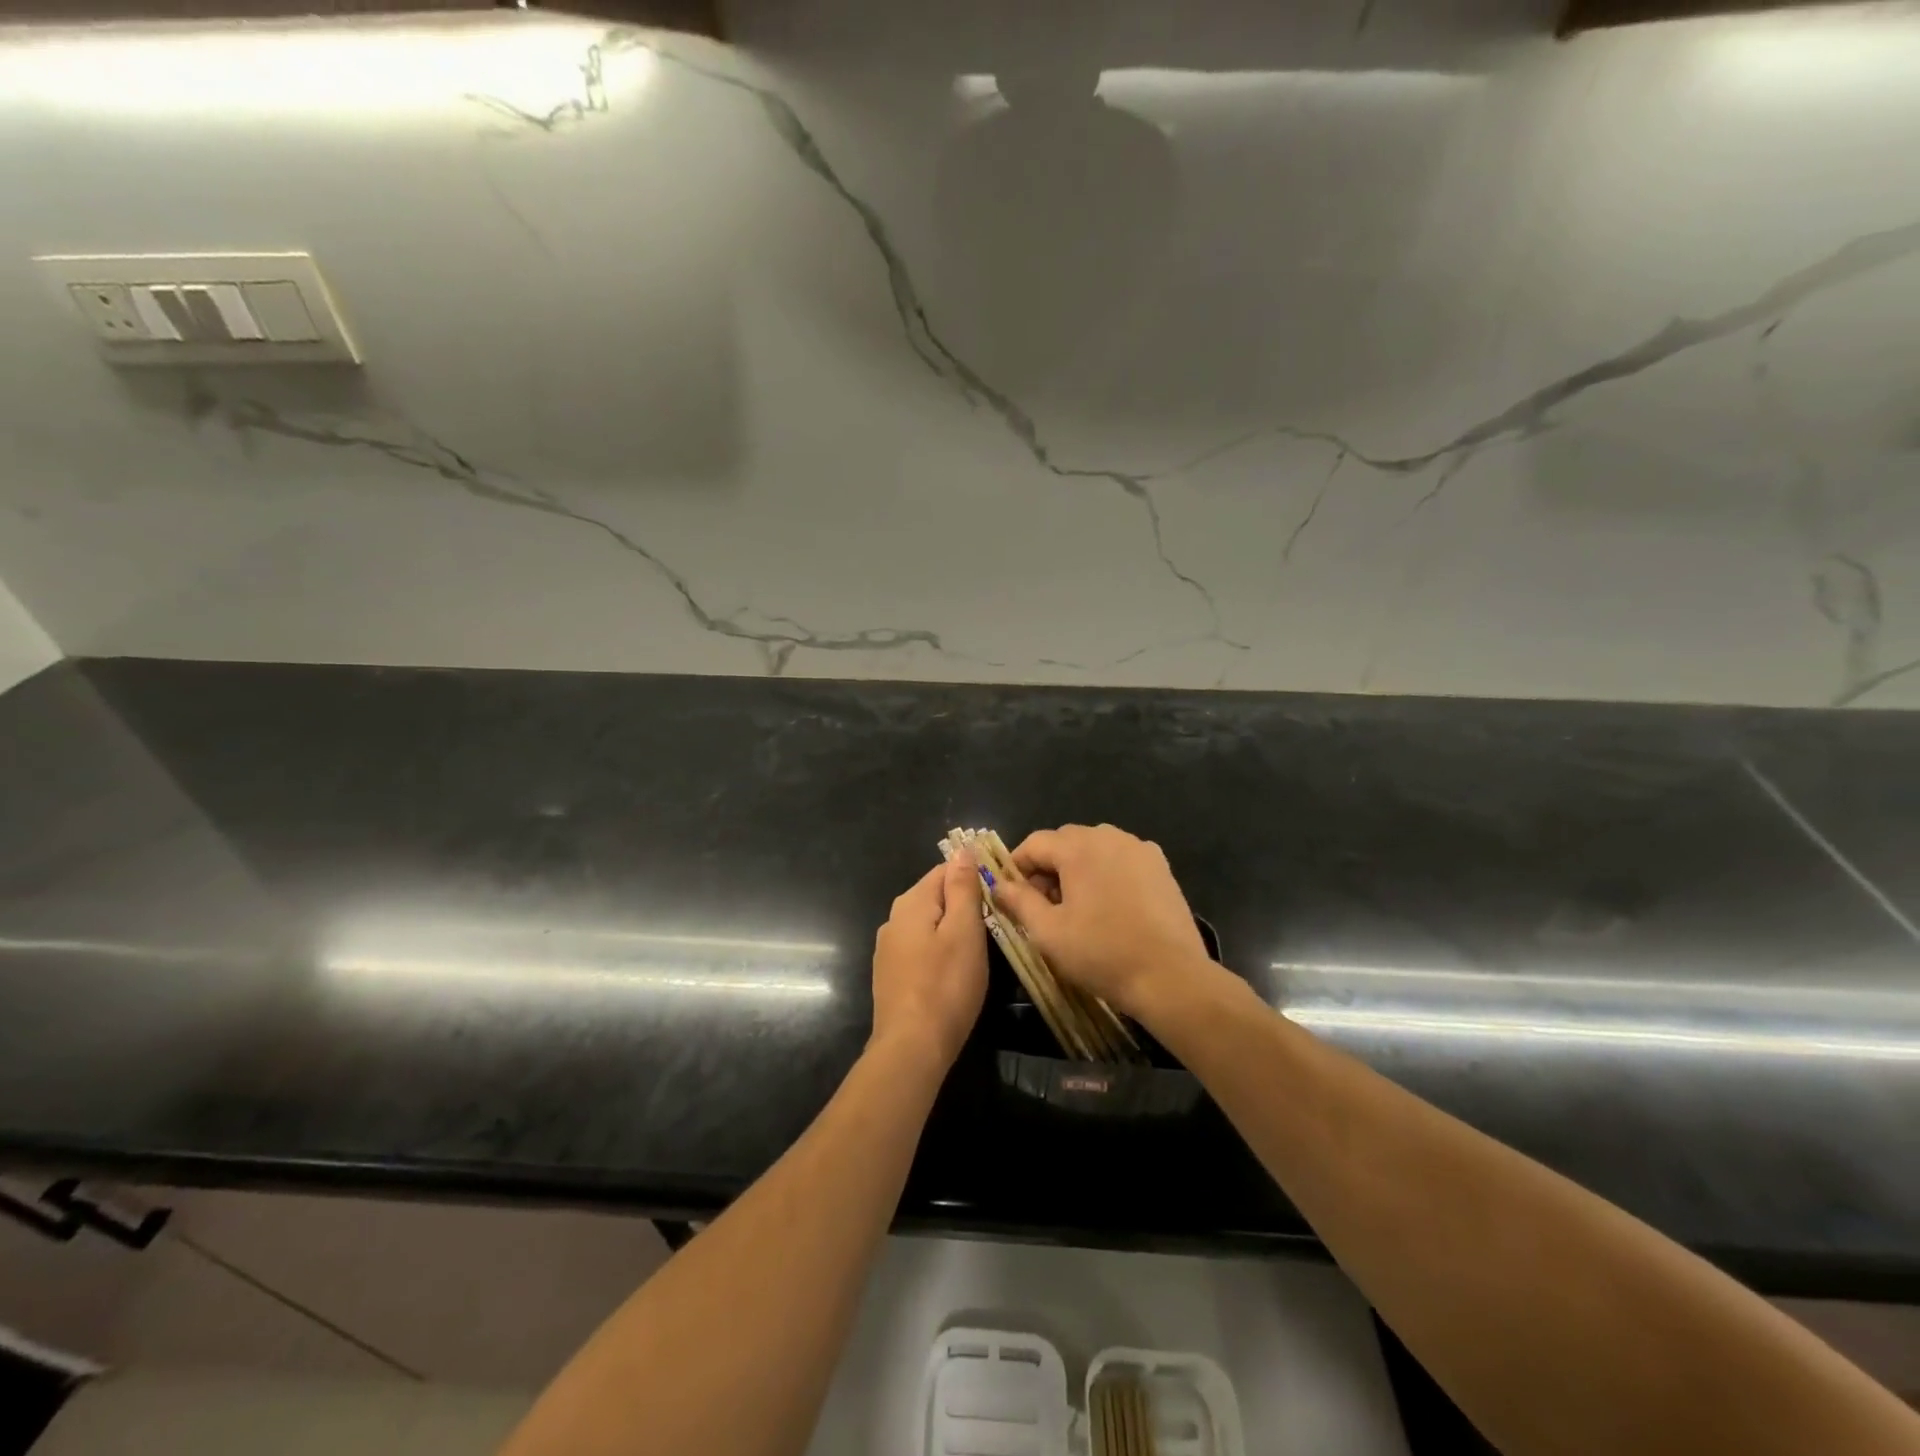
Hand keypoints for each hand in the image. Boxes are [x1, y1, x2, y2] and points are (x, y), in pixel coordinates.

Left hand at [870, 856, 987, 1066]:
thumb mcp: (964, 931)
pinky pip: (920, 947)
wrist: (911, 1048)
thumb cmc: (946, 985)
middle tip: (996, 923)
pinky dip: (939, 950)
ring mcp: (888, 948)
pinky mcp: (891, 975)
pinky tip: (954, 969)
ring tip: (980, 946)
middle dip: (964, 903)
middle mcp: (893, 918)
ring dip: (952, 928)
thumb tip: (962, 850)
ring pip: (928, 923)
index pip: (945, 869)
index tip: (1000, 895)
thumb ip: (962, 888)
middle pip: (935, 895)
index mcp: (911, 902)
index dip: (974, 876)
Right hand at [991, 824, 1216, 1020]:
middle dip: (1048, 868)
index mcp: (1079, 847)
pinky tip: (1109, 907)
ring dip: (1077, 869)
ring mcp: (1140, 849)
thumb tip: (998, 885)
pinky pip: (1122, 859)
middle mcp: (1110, 836)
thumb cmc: (1102, 954)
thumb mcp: (1048, 932)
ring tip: (1076, 908)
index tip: (1013, 897)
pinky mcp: (1161, 867)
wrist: (1171, 977)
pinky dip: (1107, 873)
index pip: (1035, 843)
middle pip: (1065, 841)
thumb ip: (1019, 901)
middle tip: (1044, 906)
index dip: (1017, 867)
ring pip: (1095, 848)